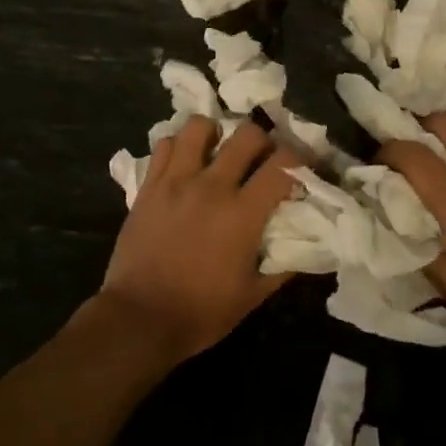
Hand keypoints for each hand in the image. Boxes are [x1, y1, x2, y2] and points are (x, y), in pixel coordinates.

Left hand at [94, 118, 301, 362]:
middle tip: (261, 158)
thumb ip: (283, 265)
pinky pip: (165, 145)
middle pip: (247, 134)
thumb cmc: (200, 312)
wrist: (139, 319)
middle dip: (263, 141)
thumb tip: (306, 245)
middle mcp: (212, 186)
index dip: (301, 162)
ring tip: (218, 150)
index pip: (284, 165)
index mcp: (242, 213)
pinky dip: (178, 146)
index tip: (302, 170)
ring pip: (199, 126)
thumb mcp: (253, 295)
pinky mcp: (148, 186)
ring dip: (215, 133)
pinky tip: (184, 163)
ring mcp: (176, 181)